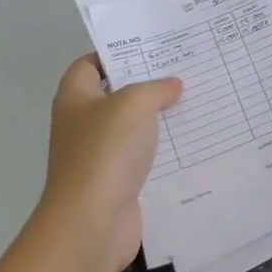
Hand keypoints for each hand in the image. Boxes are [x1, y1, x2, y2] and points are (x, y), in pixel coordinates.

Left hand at [36, 55, 181, 271]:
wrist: (92, 223)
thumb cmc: (105, 152)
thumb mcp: (134, 104)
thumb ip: (155, 88)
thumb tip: (172, 86)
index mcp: (75, 99)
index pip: (90, 64)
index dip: (116, 53)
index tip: (152, 48)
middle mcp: (83, 125)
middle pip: (116, 95)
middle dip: (147, 85)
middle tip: (184, 71)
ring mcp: (99, 156)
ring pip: (133, 128)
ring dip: (160, 119)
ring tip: (196, 102)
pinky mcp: (117, 182)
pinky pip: (144, 158)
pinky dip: (164, 151)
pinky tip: (192, 141)